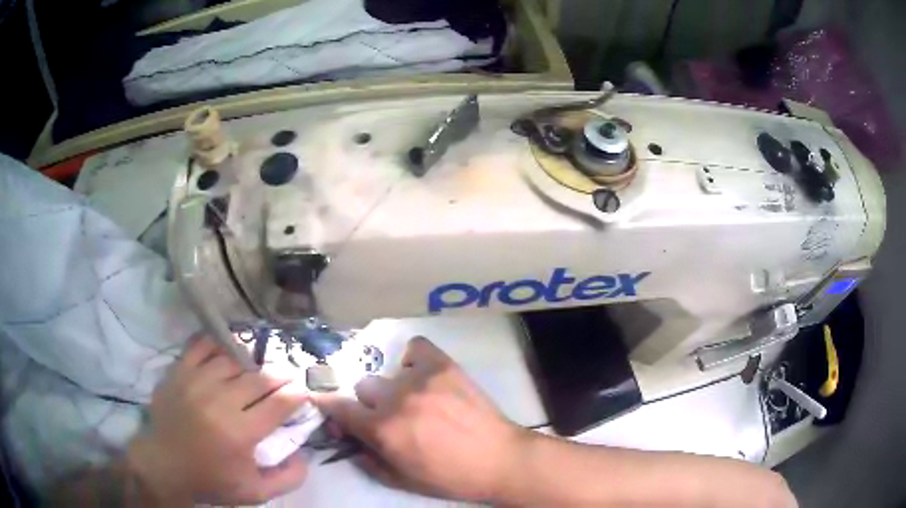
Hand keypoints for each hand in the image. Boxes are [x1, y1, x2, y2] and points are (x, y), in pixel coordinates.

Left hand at [127, 336, 308, 504]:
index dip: (297, 393)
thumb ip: (288, 478)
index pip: (279, 403)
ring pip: (234, 359)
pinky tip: (226, 352)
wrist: (163, 465)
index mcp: (240, 433)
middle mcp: (220, 401)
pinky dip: (218, 344)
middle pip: (259, 377)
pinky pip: (202, 345)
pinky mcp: (179, 371)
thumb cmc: (210, 480)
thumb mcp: (256, 493)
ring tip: (255, 371)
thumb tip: (305, 453)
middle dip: (280, 375)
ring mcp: (196, 381)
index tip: (303, 392)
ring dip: (250, 364)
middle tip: (286, 378)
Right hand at [313, 337, 527, 502]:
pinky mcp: (444, 365)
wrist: (499, 459)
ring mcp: (420, 379)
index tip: (327, 404)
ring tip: (418, 401)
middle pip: (363, 387)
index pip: (338, 407)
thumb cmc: (450, 477)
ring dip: (395, 389)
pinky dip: (414, 360)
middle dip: (371, 404)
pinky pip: (415, 348)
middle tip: (392, 417)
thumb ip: (367, 460)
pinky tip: (425, 377)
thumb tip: (348, 440)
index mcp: (382, 430)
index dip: (328, 406)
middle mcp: (396, 400)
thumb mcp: (401, 480)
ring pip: (389, 374)